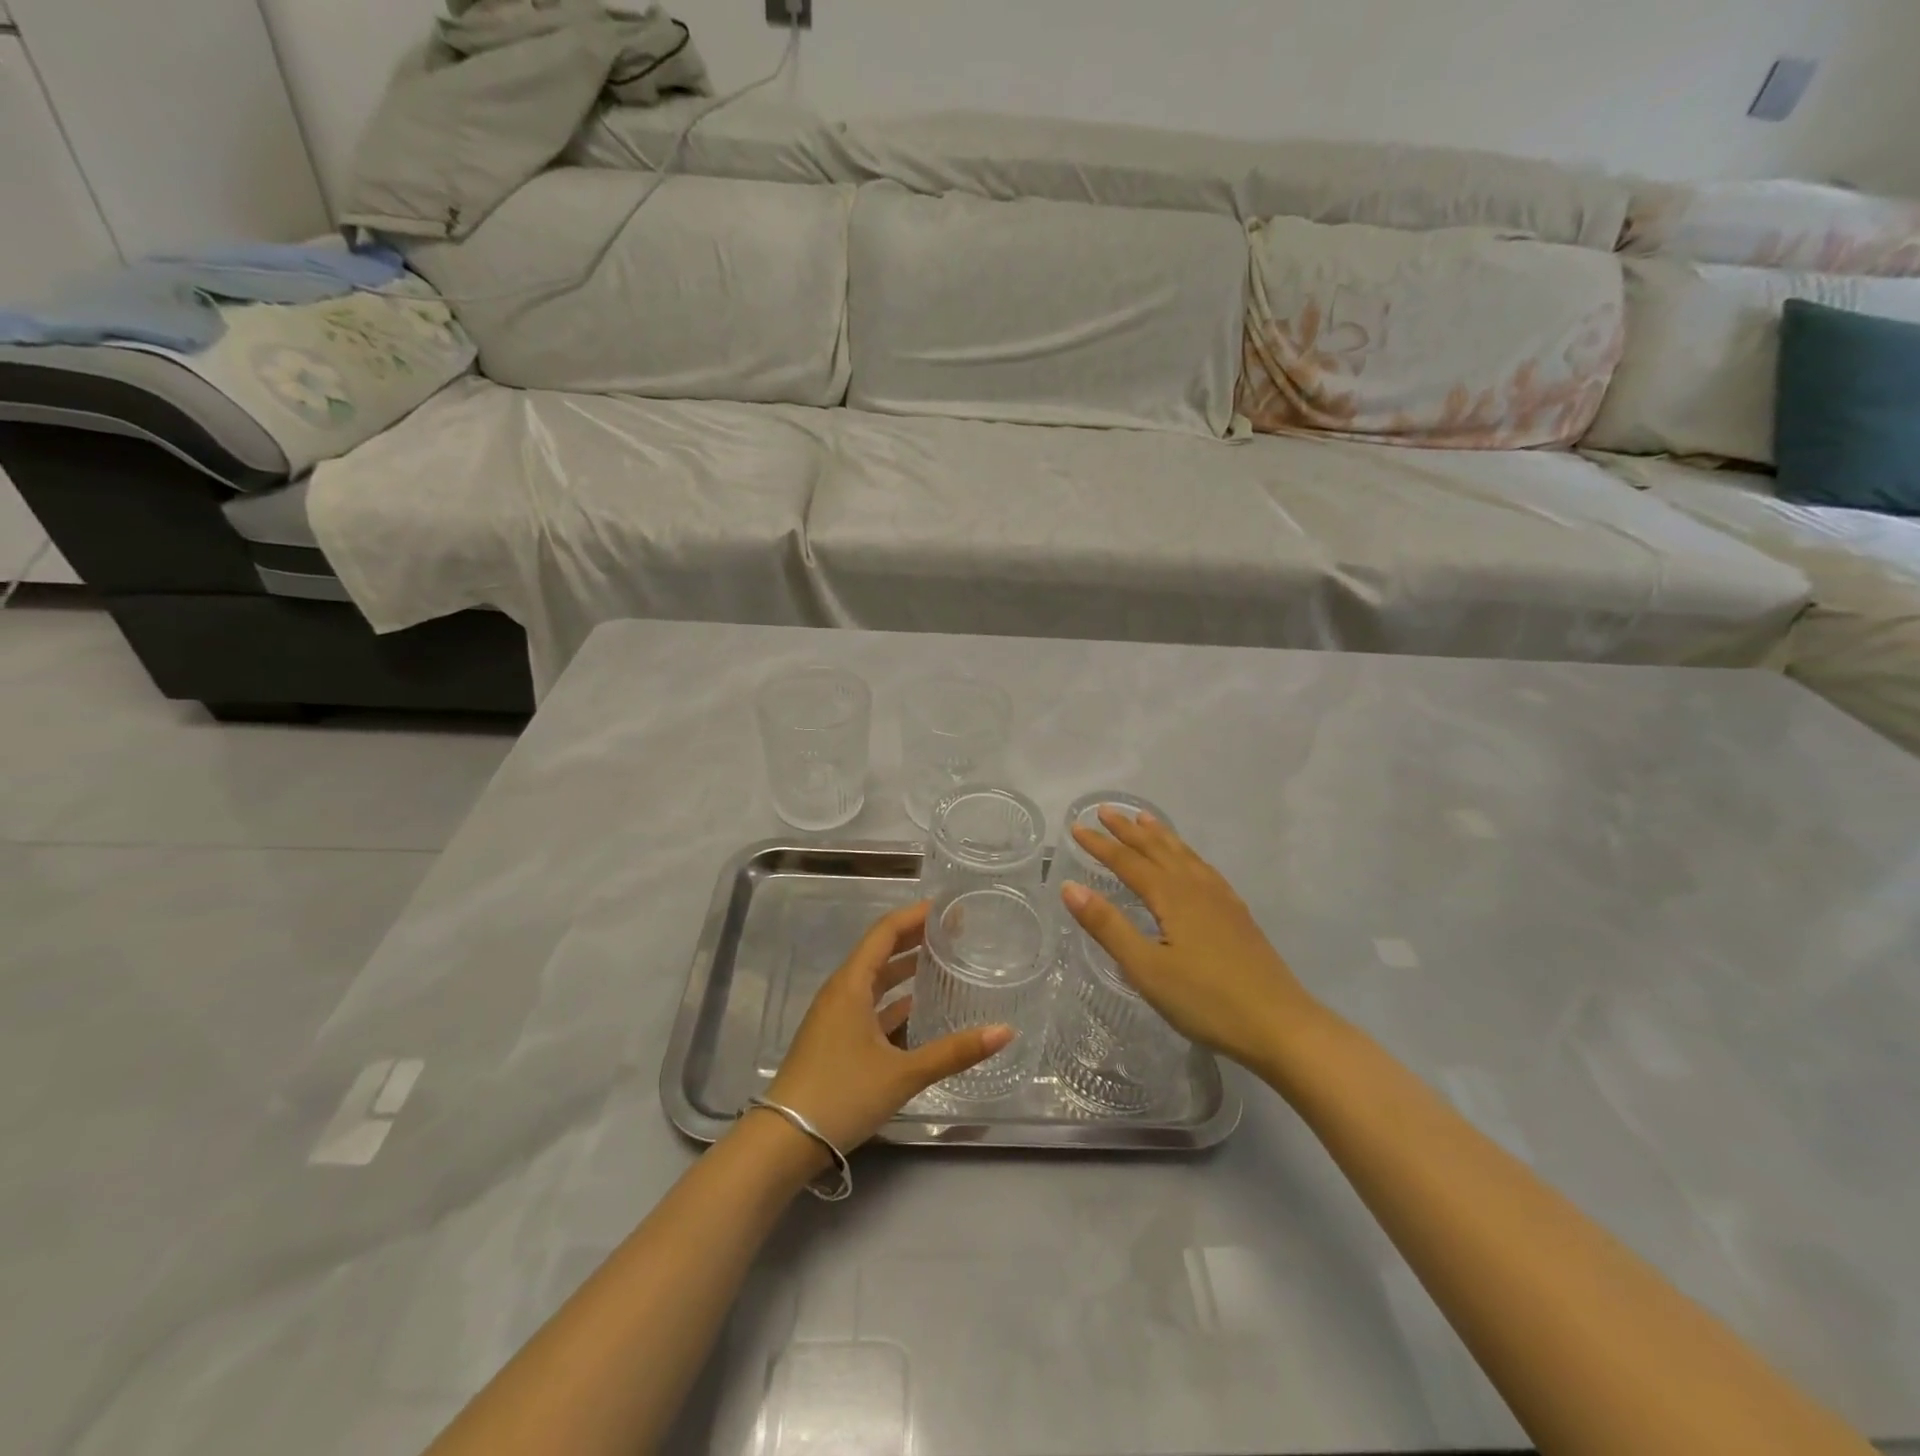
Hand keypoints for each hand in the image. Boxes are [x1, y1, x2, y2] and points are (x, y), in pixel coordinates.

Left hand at [760, 902, 1013, 1159]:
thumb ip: (954, 1052)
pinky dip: (894, 1001)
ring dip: (905, 969)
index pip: (886, 932)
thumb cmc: (842, 1094)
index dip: (916, 916)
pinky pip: (869, 1006)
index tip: (947, 908)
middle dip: (915, 938)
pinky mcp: (835, 1039)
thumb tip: (1005, 1031)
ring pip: (875, 980)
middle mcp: (841, 991)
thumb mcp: (903, 1073)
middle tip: (953, 933)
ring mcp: (835, 1016)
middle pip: (881, 951)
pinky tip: (919, 1010)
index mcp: (851, 985)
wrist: (784, 1141)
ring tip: (942, 963)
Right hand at [1060, 809, 1318, 1070]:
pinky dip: (1186, 854)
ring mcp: (1222, 899)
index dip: (1100, 845)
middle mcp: (1197, 888)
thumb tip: (1070, 886)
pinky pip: (1203, 868)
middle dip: (1129, 829)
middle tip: (1105, 810)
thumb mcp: (1146, 968)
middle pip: (1157, 849)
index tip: (1075, 827)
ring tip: (1145, 819)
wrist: (1280, 1025)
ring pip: (1184, 855)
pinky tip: (1189, 863)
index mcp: (1172, 896)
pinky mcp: (1237, 915)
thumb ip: (1108, 926)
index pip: (1128, 861)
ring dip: (1160, 835)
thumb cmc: (1206, 1000)